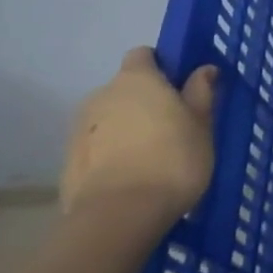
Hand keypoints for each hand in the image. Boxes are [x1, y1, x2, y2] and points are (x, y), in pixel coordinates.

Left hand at [62, 48, 218, 223]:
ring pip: (110, 119)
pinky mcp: (69, 162)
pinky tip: (132, 178)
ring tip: (152, 157)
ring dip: (127, 129)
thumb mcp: (201, 125)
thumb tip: (204, 69)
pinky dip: (112, 154)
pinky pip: (97, 147)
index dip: (161, 66)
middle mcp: (102, 95)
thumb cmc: (172, 160)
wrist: (118, 216)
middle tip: (172, 126)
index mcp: (136, 79)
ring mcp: (80, 129)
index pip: (143, 55)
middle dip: (145, 101)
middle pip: (125, 88)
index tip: (180, 86)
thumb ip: (201, 93)